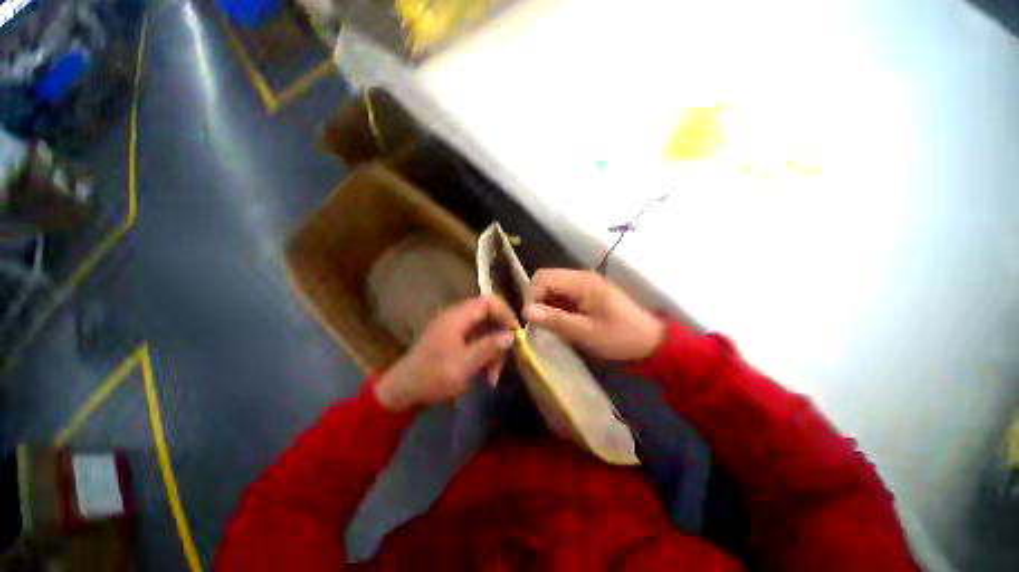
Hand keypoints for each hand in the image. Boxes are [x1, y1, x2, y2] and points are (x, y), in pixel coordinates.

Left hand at [374, 296, 517, 411]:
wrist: (402, 390)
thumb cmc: (433, 376)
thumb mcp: (464, 364)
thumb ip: (489, 347)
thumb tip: (511, 335)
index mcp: (457, 317)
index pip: (488, 301)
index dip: (505, 312)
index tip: (515, 331)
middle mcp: (456, 317)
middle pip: (488, 317)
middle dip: (499, 338)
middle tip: (506, 359)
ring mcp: (453, 328)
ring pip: (483, 331)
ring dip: (492, 351)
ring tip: (492, 376)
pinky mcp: (452, 340)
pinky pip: (475, 340)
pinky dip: (482, 354)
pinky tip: (485, 374)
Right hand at [523, 269, 664, 361]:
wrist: (649, 341)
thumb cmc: (619, 337)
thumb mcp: (585, 333)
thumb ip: (555, 320)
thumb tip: (526, 312)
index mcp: (581, 282)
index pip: (542, 278)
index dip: (531, 297)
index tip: (531, 320)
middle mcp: (580, 276)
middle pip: (545, 278)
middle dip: (536, 299)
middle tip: (538, 322)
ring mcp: (583, 283)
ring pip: (552, 285)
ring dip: (545, 302)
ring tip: (548, 323)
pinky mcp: (586, 292)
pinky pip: (561, 292)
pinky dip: (554, 305)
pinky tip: (559, 320)